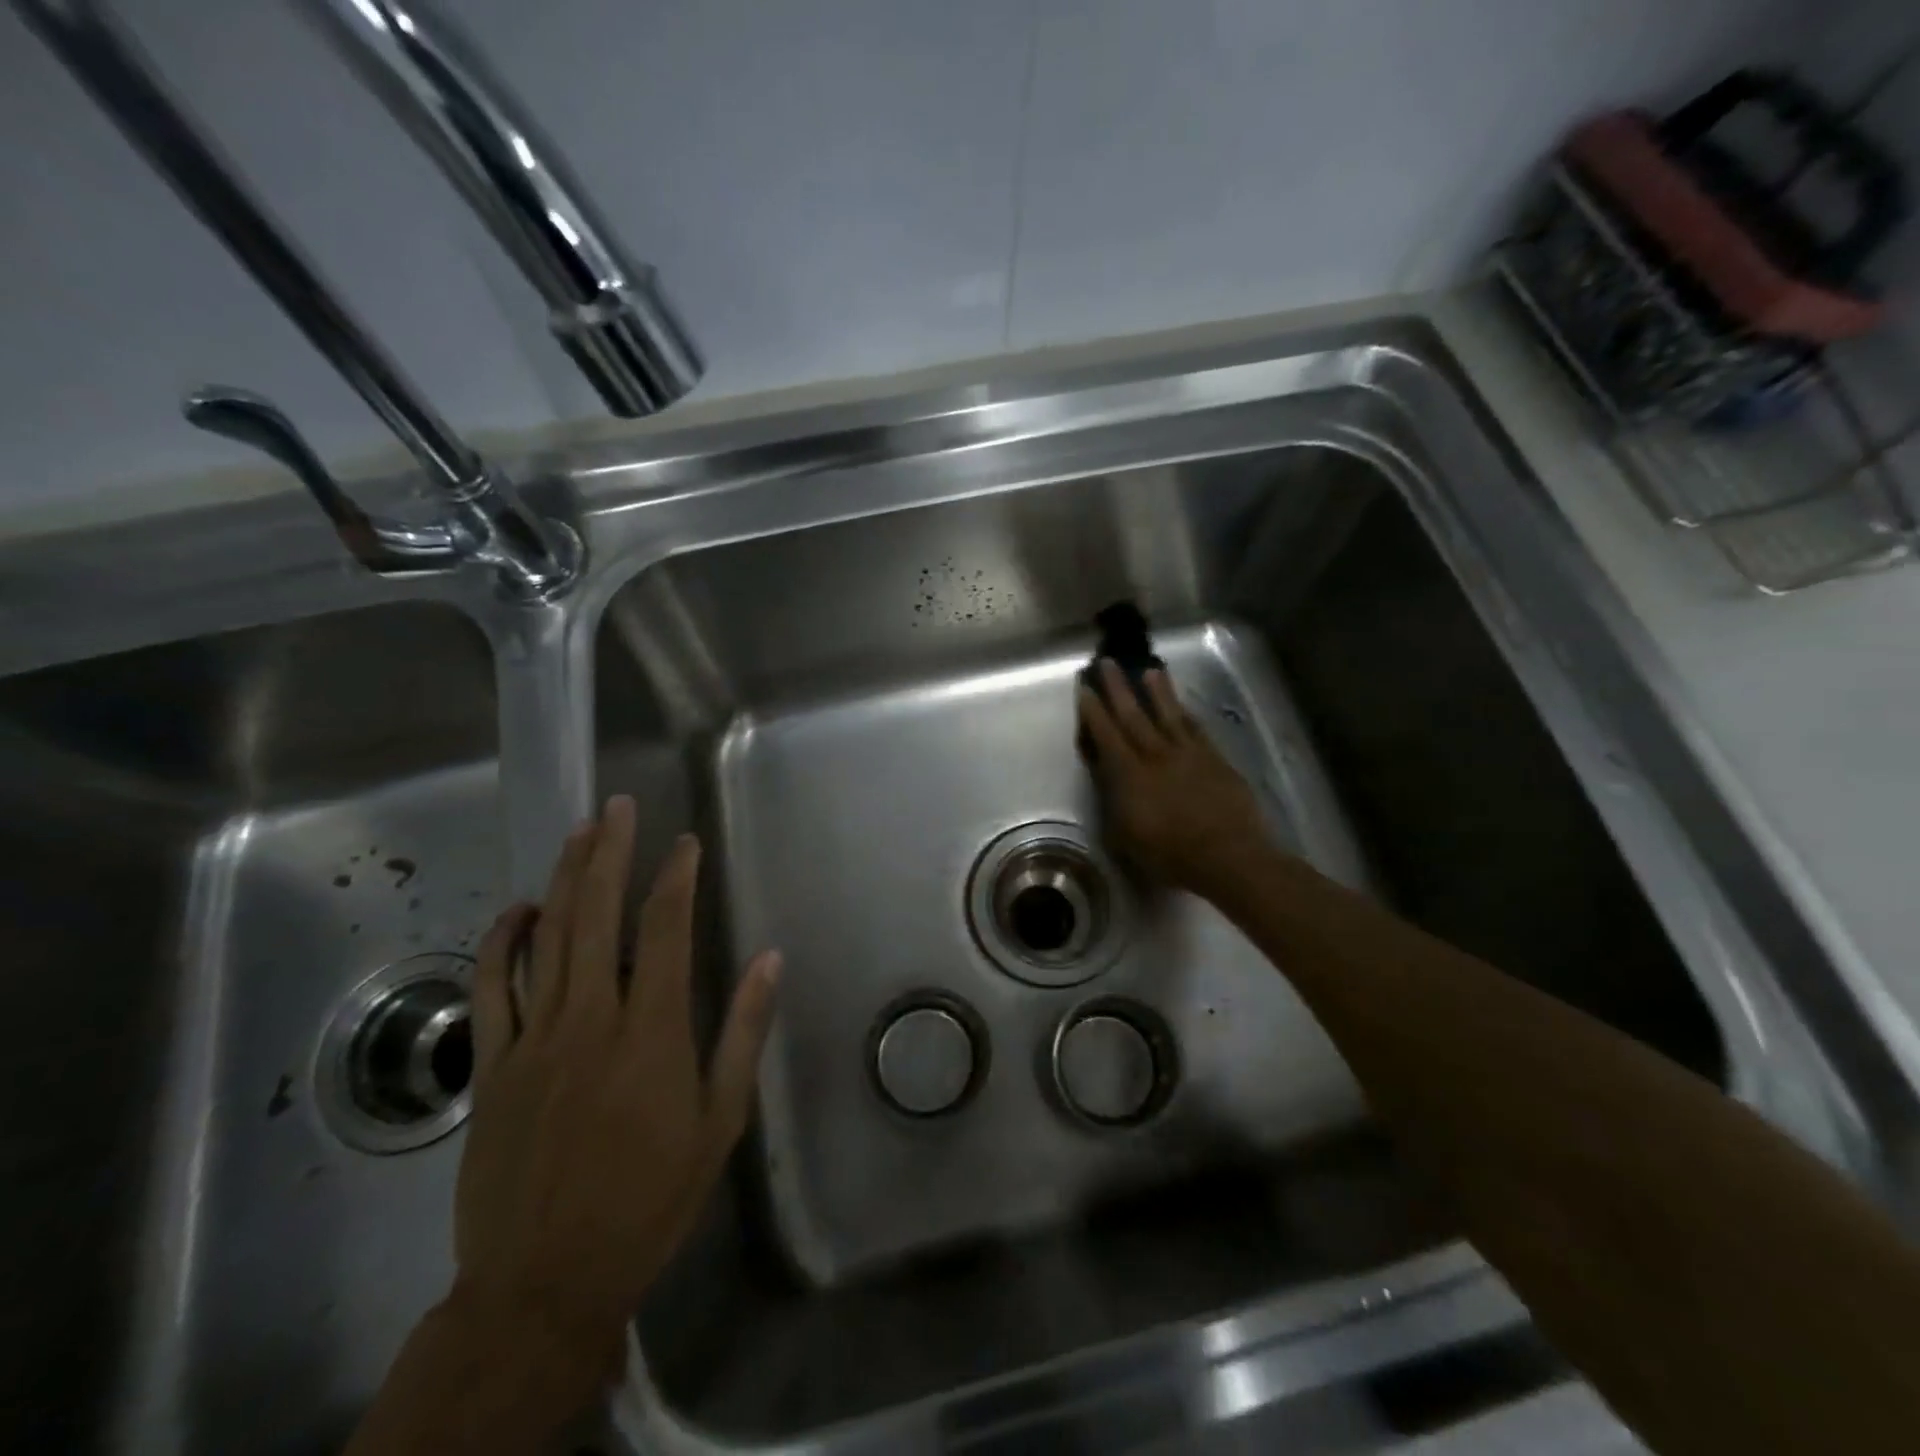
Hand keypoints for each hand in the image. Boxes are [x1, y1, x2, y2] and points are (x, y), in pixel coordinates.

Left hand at [453, 796, 780, 1367]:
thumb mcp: (720, 1121)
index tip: (685, 843)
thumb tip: (770, 960)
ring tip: (581, 833)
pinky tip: (520, 908)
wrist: (545, 1282)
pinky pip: (493, 987)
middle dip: (611, 853)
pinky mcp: (494, 1065)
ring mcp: (533, 1039)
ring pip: (546, 938)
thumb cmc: (649, 1199)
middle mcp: (590, 1019)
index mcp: (651, 1031)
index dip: (676, 877)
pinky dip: (503, 940)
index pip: (664, 930)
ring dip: (565, 879)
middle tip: (619, 807)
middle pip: (598, 915)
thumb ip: (743, 1034)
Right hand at [1077, 659, 1271, 898]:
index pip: (1106, 735)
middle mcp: (1156, 756)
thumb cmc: (1169, 855)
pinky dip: (1186, 714)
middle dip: (1118, 688)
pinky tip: (1183, 706)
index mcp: (1129, 775)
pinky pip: (1197, 729)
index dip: (1093, 711)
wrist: (1228, 856)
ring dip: (1158, 691)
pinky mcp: (1215, 760)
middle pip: (1134, 715)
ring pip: (1169, 715)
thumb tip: (1106, 776)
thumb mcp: (1125, 835)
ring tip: (1150, 670)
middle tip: (1109, 663)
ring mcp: (1189, 755)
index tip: (1085, 687)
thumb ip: (1113, 801)